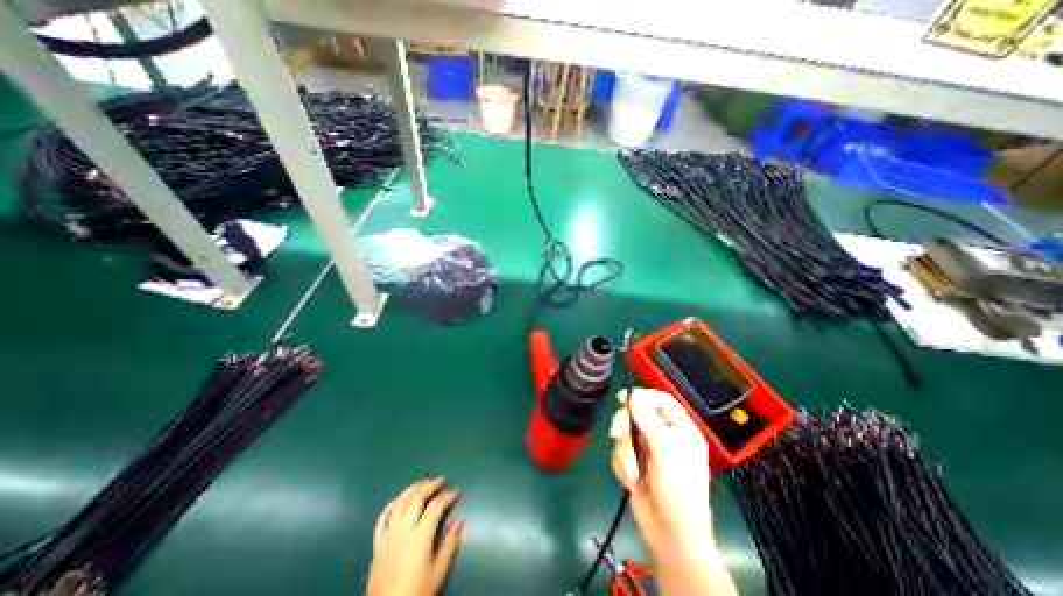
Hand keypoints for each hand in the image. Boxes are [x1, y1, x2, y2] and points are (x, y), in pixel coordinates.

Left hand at [369, 477, 464, 595]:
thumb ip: (449, 544)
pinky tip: (397, 500)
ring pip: (399, 503)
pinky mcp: (377, 544)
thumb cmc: (416, 592)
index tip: (455, 492)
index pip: (435, 506)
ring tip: (422, 483)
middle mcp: (403, 530)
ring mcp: (388, 536)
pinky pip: (382, 518)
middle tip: (440, 480)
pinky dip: (390, 505)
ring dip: (412, 489)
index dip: (447, 496)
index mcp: (420, 536)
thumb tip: (459, 520)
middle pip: (416, 498)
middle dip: (430, 485)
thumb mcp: (438, 572)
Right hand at [607, 388, 711, 570]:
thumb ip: (648, 421)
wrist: (668, 537)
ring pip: (625, 432)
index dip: (642, 396)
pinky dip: (622, 464)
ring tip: (632, 474)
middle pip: (636, 413)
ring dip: (624, 453)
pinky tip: (631, 481)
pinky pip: (619, 450)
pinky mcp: (635, 461)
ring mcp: (648, 448)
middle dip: (625, 425)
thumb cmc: (676, 493)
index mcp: (680, 430)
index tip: (623, 399)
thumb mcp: (665, 454)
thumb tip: (633, 395)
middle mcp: (664, 435)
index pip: (661, 400)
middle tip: (617, 435)